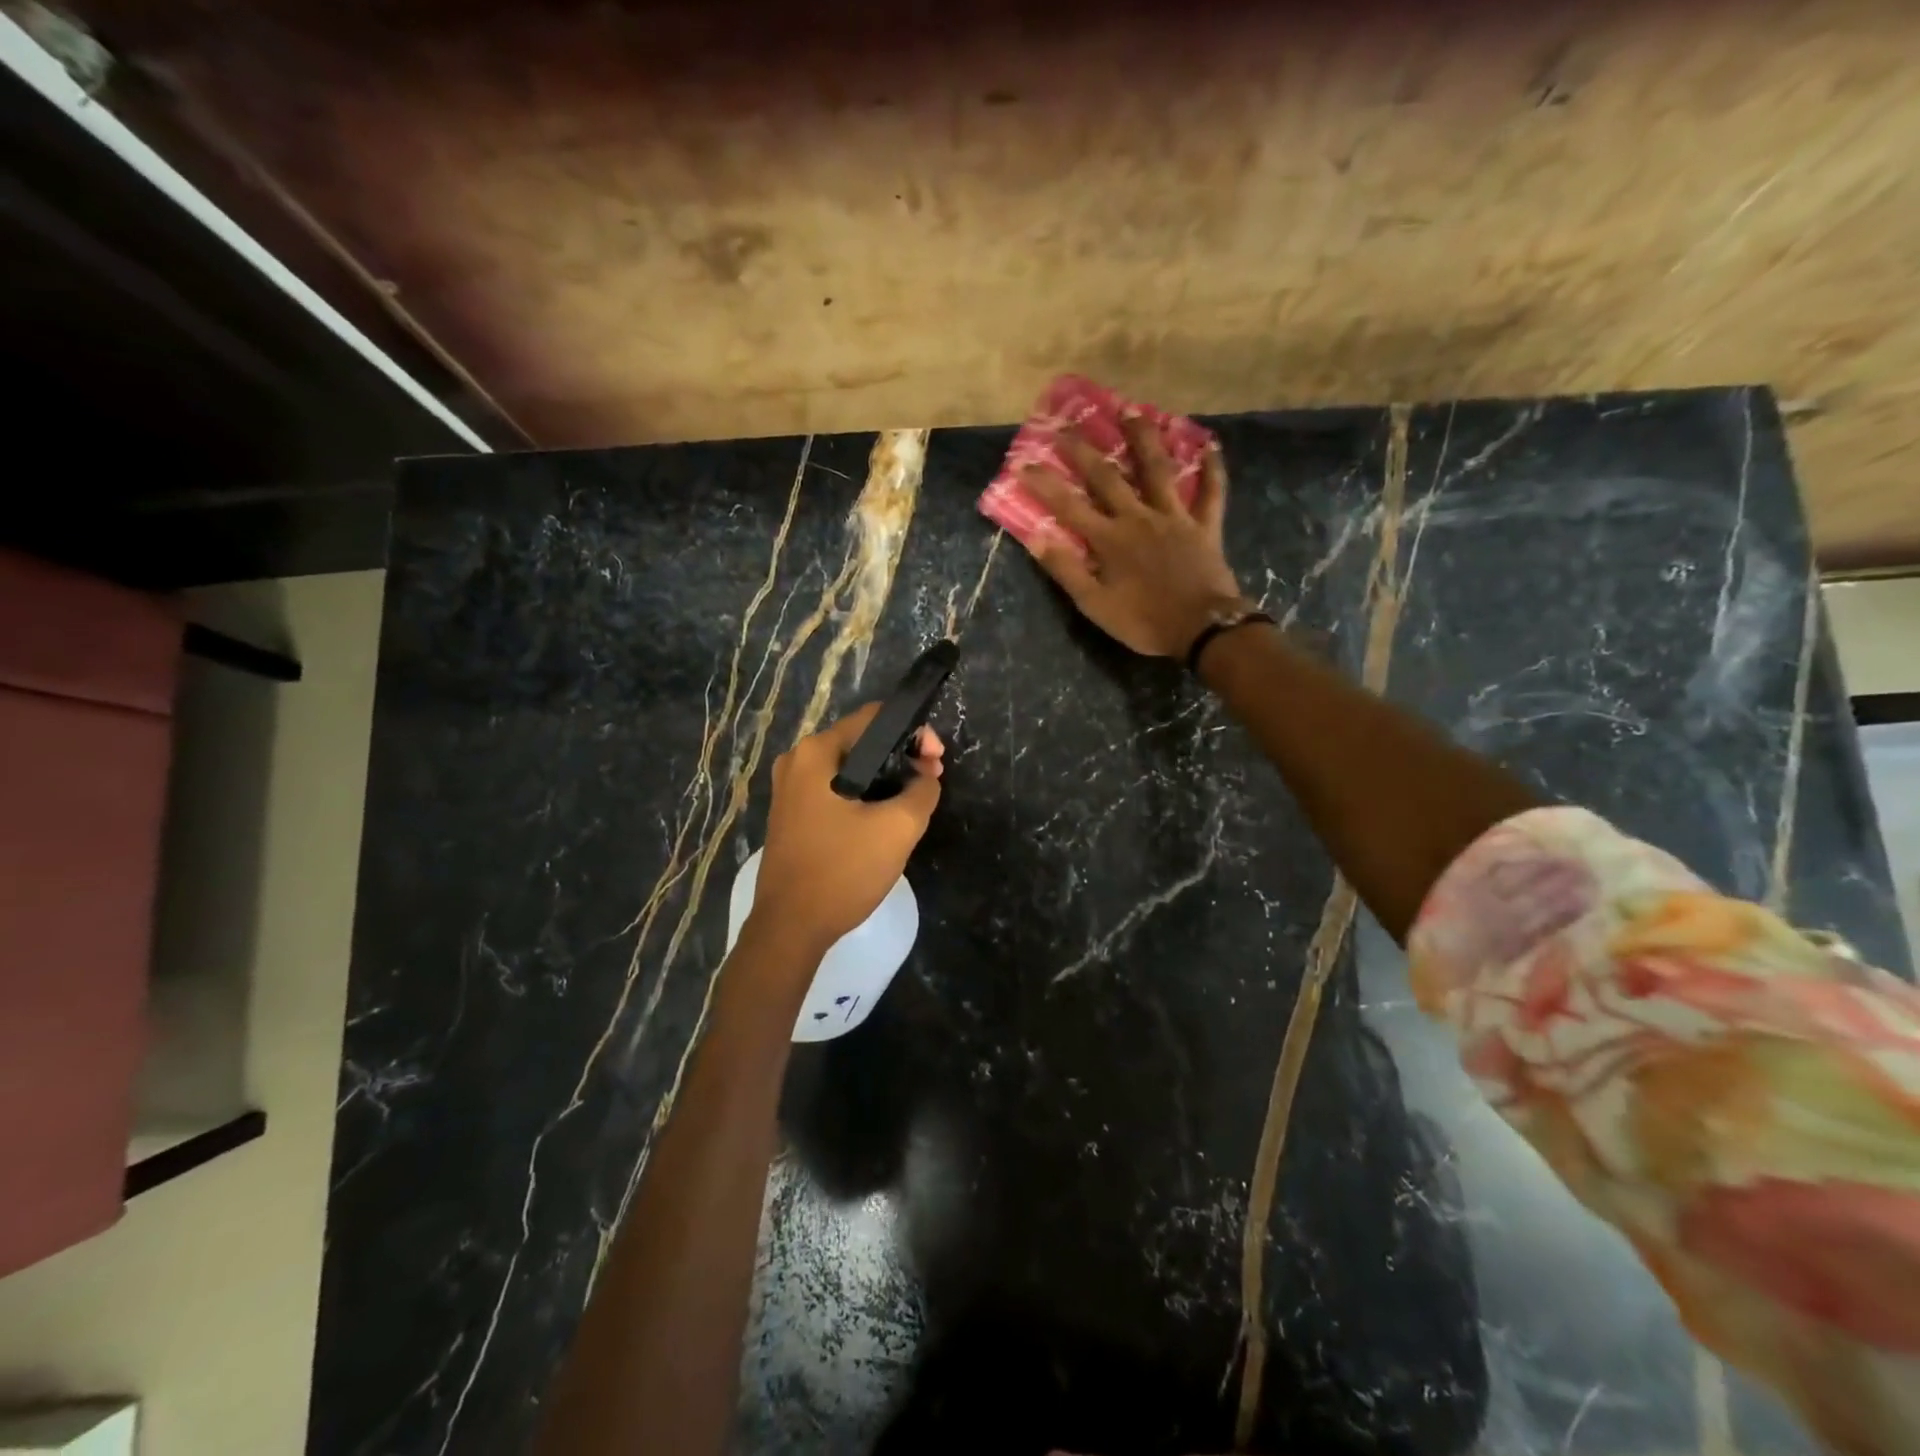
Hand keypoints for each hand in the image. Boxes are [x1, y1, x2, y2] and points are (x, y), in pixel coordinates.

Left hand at [750, 703, 944, 952]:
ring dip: (885, 779)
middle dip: (901, 757)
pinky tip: (883, 820)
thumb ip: (922, 790)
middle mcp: (797, 761)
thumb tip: (925, 776)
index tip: (936, 760)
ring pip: (850, 769)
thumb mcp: (898, 828)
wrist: (790, 928)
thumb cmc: (842, 871)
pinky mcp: (791, 815)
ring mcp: (789, 789)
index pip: (874, 717)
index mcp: (816, 752)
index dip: (913, 732)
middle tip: (930, 782)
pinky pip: (835, 791)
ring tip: (913, 803)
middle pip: (862, 742)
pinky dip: (863, 797)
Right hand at [1019, 414, 1246, 656]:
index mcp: (1109, 540)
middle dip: (1085, 450)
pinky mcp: (1204, 526)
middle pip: (1108, 477)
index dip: (1045, 484)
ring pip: (1158, 469)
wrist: (1202, 629)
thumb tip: (1036, 538)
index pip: (1069, 506)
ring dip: (1144, 438)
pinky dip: (1212, 468)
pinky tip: (1210, 444)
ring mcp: (1175, 517)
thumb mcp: (1095, 605)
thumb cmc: (1144, 622)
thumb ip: (1066, 571)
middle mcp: (1139, 518)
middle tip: (1068, 423)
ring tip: (1132, 410)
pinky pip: (1211, 492)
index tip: (1024, 463)